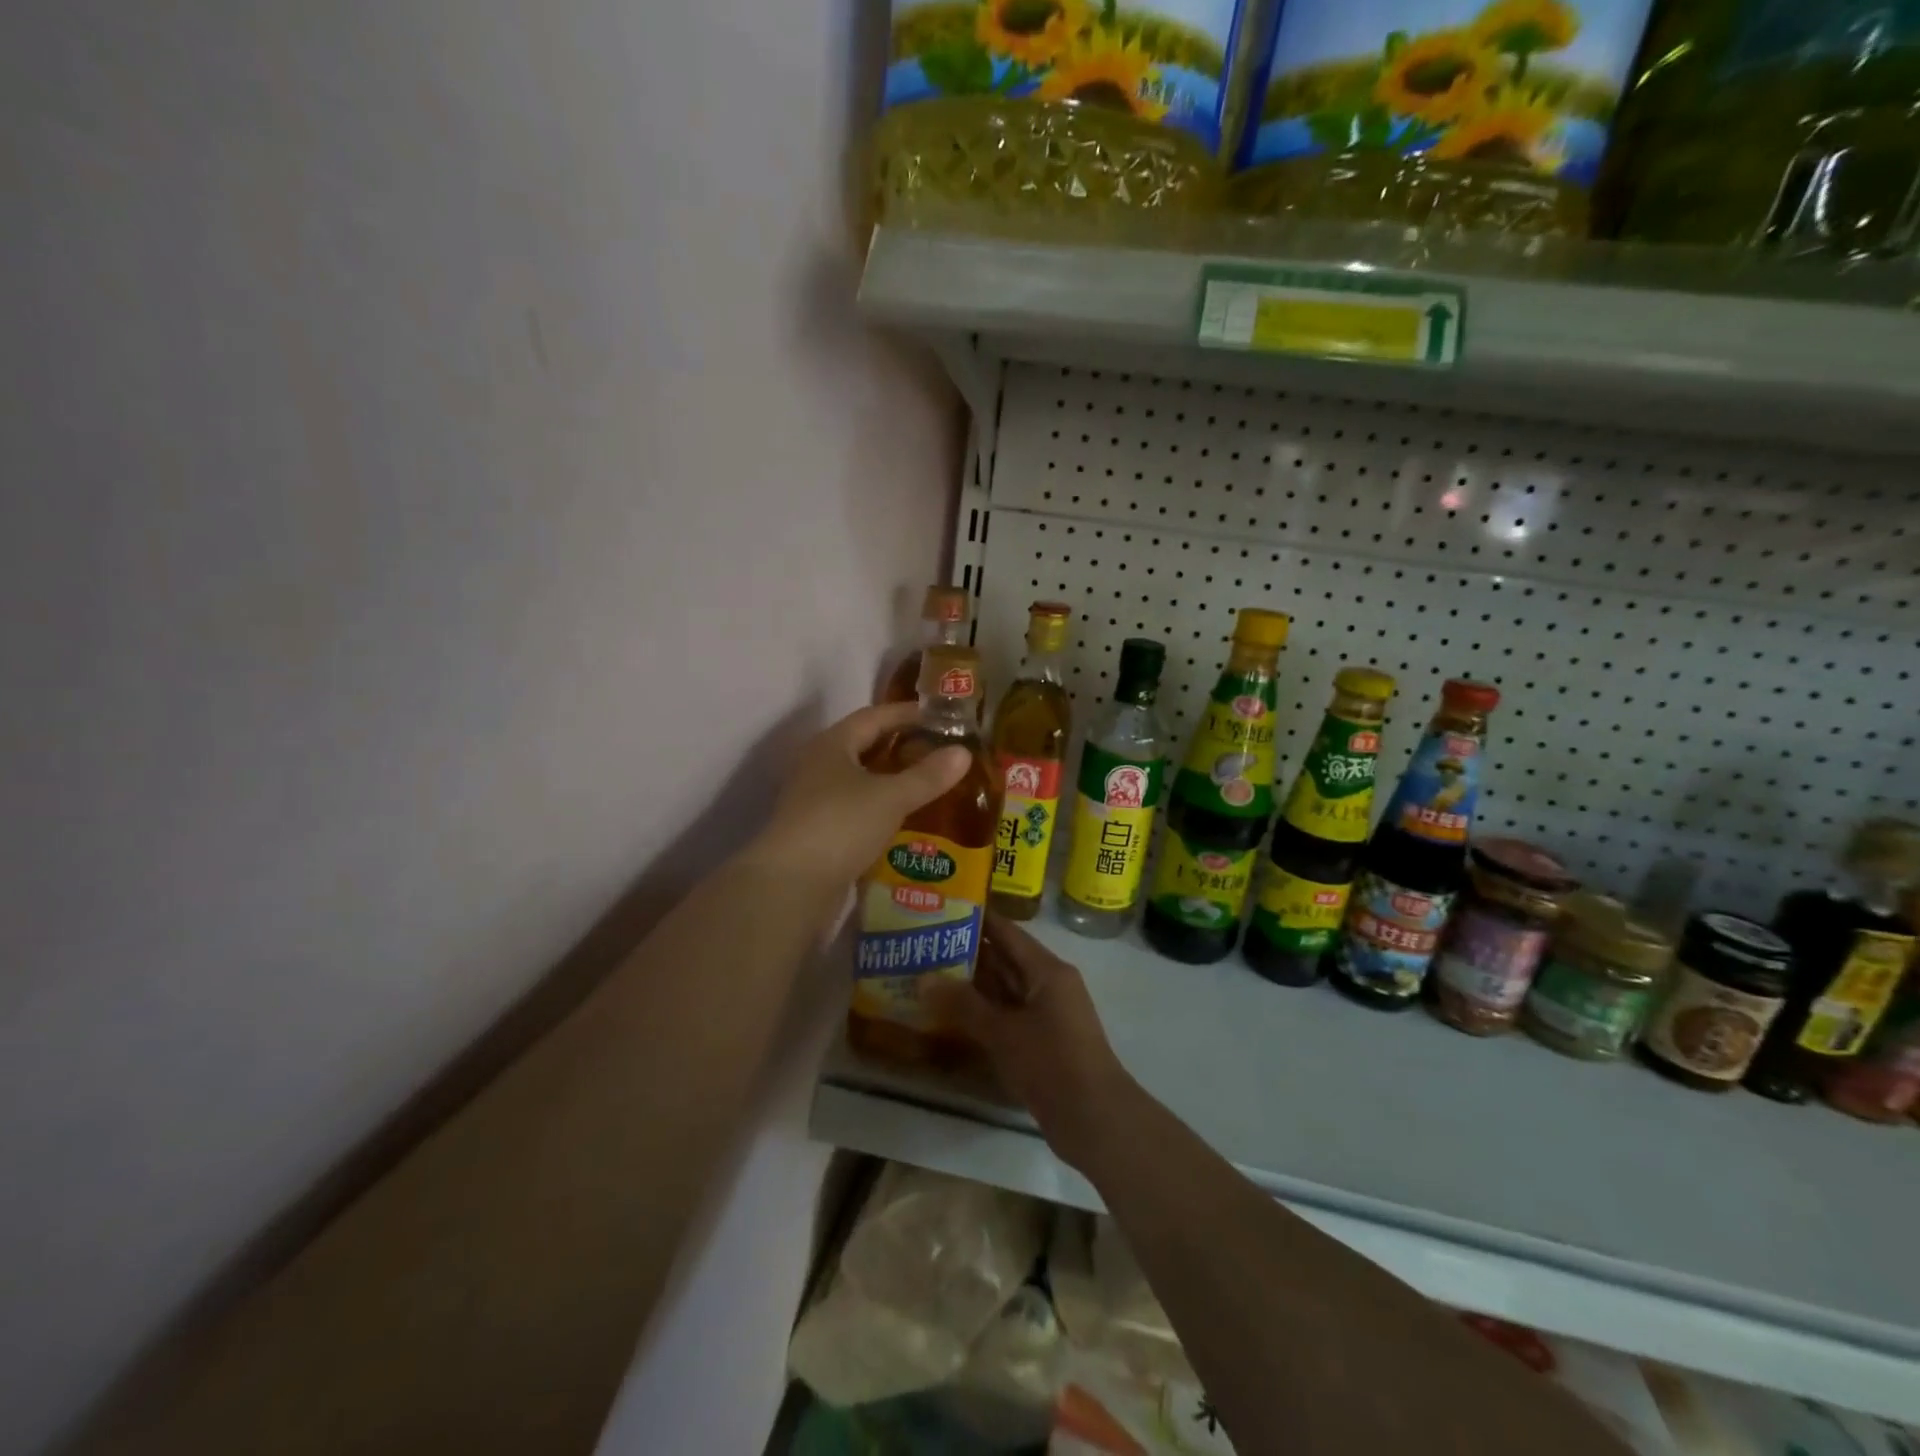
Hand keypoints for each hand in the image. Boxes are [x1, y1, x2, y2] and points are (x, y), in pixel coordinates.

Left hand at [746, 702, 971, 893]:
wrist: (791, 885)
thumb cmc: (841, 825)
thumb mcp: (891, 797)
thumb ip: (928, 775)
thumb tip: (964, 752)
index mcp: (833, 744)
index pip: (874, 716)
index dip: (908, 713)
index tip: (941, 717)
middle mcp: (820, 765)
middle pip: (866, 746)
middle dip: (902, 746)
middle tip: (941, 751)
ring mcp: (816, 800)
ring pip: (861, 780)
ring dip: (893, 779)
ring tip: (930, 784)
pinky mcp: (819, 831)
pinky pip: (857, 808)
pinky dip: (882, 808)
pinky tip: (906, 819)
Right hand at [924, 915, 1135, 1173]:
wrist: (1094, 1119)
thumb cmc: (1051, 1063)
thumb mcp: (1003, 1031)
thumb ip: (963, 1003)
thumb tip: (923, 978)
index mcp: (1047, 970)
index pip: (1006, 931)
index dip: (976, 918)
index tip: (942, 908)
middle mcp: (1048, 984)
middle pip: (1004, 958)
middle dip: (967, 952)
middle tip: (924, 943)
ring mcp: (1046, 1013)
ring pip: (1004, 988)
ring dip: (972, 983)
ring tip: (928, 973)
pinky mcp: (1042, 1040)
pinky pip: (1007, 1014)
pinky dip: (982, 1011)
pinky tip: (951, 1014)